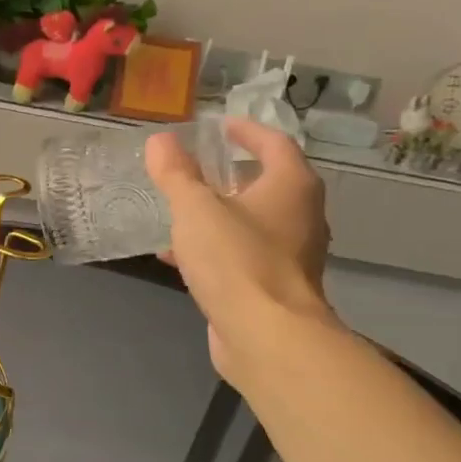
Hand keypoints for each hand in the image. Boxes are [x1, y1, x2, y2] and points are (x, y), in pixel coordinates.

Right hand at [145, 118, 337, 384]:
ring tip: (180, 211)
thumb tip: (160, 141)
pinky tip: (178, 256)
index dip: (246, 130)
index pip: (274, 143)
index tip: (218, 126)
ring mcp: (291, 255)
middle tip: (195, 168)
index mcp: (291, 186)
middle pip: (267, 183)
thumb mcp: (195, 209)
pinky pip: (242, 255)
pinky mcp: (274, 286)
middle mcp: (301, 216)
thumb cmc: (236, 259)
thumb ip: (176, 173)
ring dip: (219, 214)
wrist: (266, 335)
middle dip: (230, 175)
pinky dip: (214, 248)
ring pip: (252, 222)